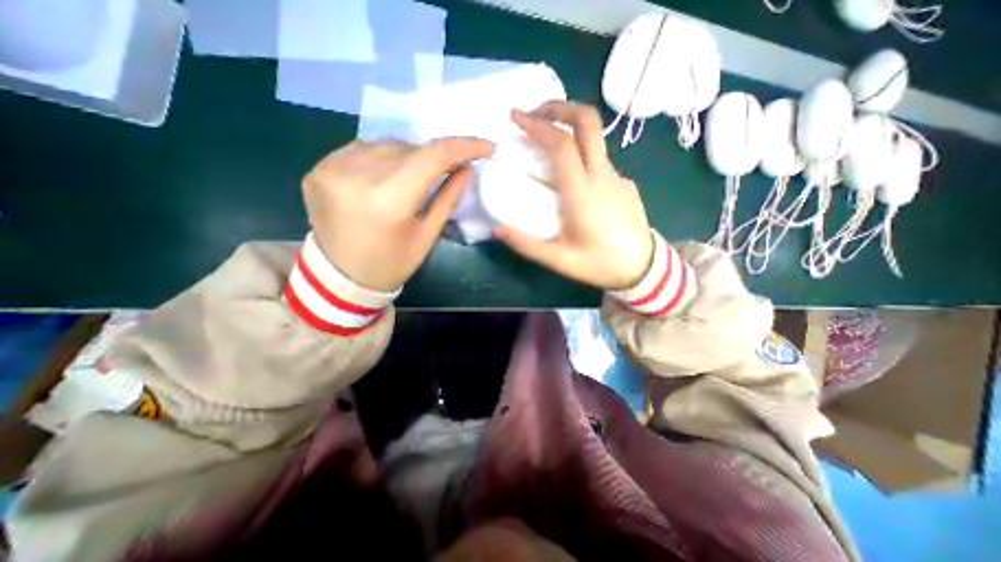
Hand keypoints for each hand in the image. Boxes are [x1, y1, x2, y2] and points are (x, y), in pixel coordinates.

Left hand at [304, 137, 493, 291]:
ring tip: (417, 176)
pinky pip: (362, 150)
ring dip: (409, 156)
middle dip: (434, 156)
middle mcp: (356, 176)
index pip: (432, 156)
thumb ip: (448, 198)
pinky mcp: (318, 169)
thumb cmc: (392, 263)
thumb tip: (466, 168)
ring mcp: (331, 169)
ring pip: (386, 145)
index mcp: (388, 201)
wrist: (341, 277)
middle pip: (409, 149)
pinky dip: (383, 157)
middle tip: (450, 168)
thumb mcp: (427, 235)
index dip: (464, 146)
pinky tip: (388, 175)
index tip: (486, 146)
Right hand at [494, 99, 653, 288]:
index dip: (538, 125)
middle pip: (587, 122)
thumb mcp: (559, 260)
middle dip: (559, 107)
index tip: (516, 118)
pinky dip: (580, 154)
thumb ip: (527, 245)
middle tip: (535, 113)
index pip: (562, 144)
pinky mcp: (624, 182)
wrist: (642, 268)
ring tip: (546, 141)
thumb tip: (496, 230)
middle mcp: (602, 176)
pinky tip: (571, 176)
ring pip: (594, 138)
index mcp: (583, 193)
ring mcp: (617, 176)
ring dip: (569, 129)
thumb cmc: (599, 264)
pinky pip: (599, 160)